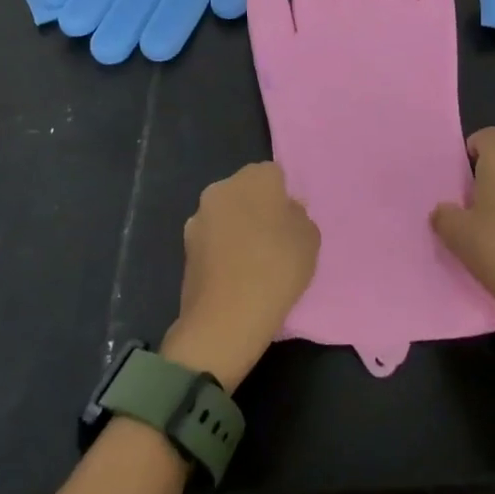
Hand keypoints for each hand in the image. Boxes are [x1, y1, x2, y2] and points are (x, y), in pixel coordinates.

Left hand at [164, 162, 318, 390]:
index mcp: (255, 177)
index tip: (290, 223)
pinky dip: (222, 250)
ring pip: (227, 214)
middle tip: (274, 240)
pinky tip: (234, 274)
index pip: (274, 175)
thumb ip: (298, 216)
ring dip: (237, 228)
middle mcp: (222, 187)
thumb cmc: (277, 269)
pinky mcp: (185, 246)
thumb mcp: (310, 239)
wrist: (225, 318)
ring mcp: (199, 217)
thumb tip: (285, 211)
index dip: (284, 197)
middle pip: (246, 191)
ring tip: (253, 262)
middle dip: (258, 208)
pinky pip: (213, 239)